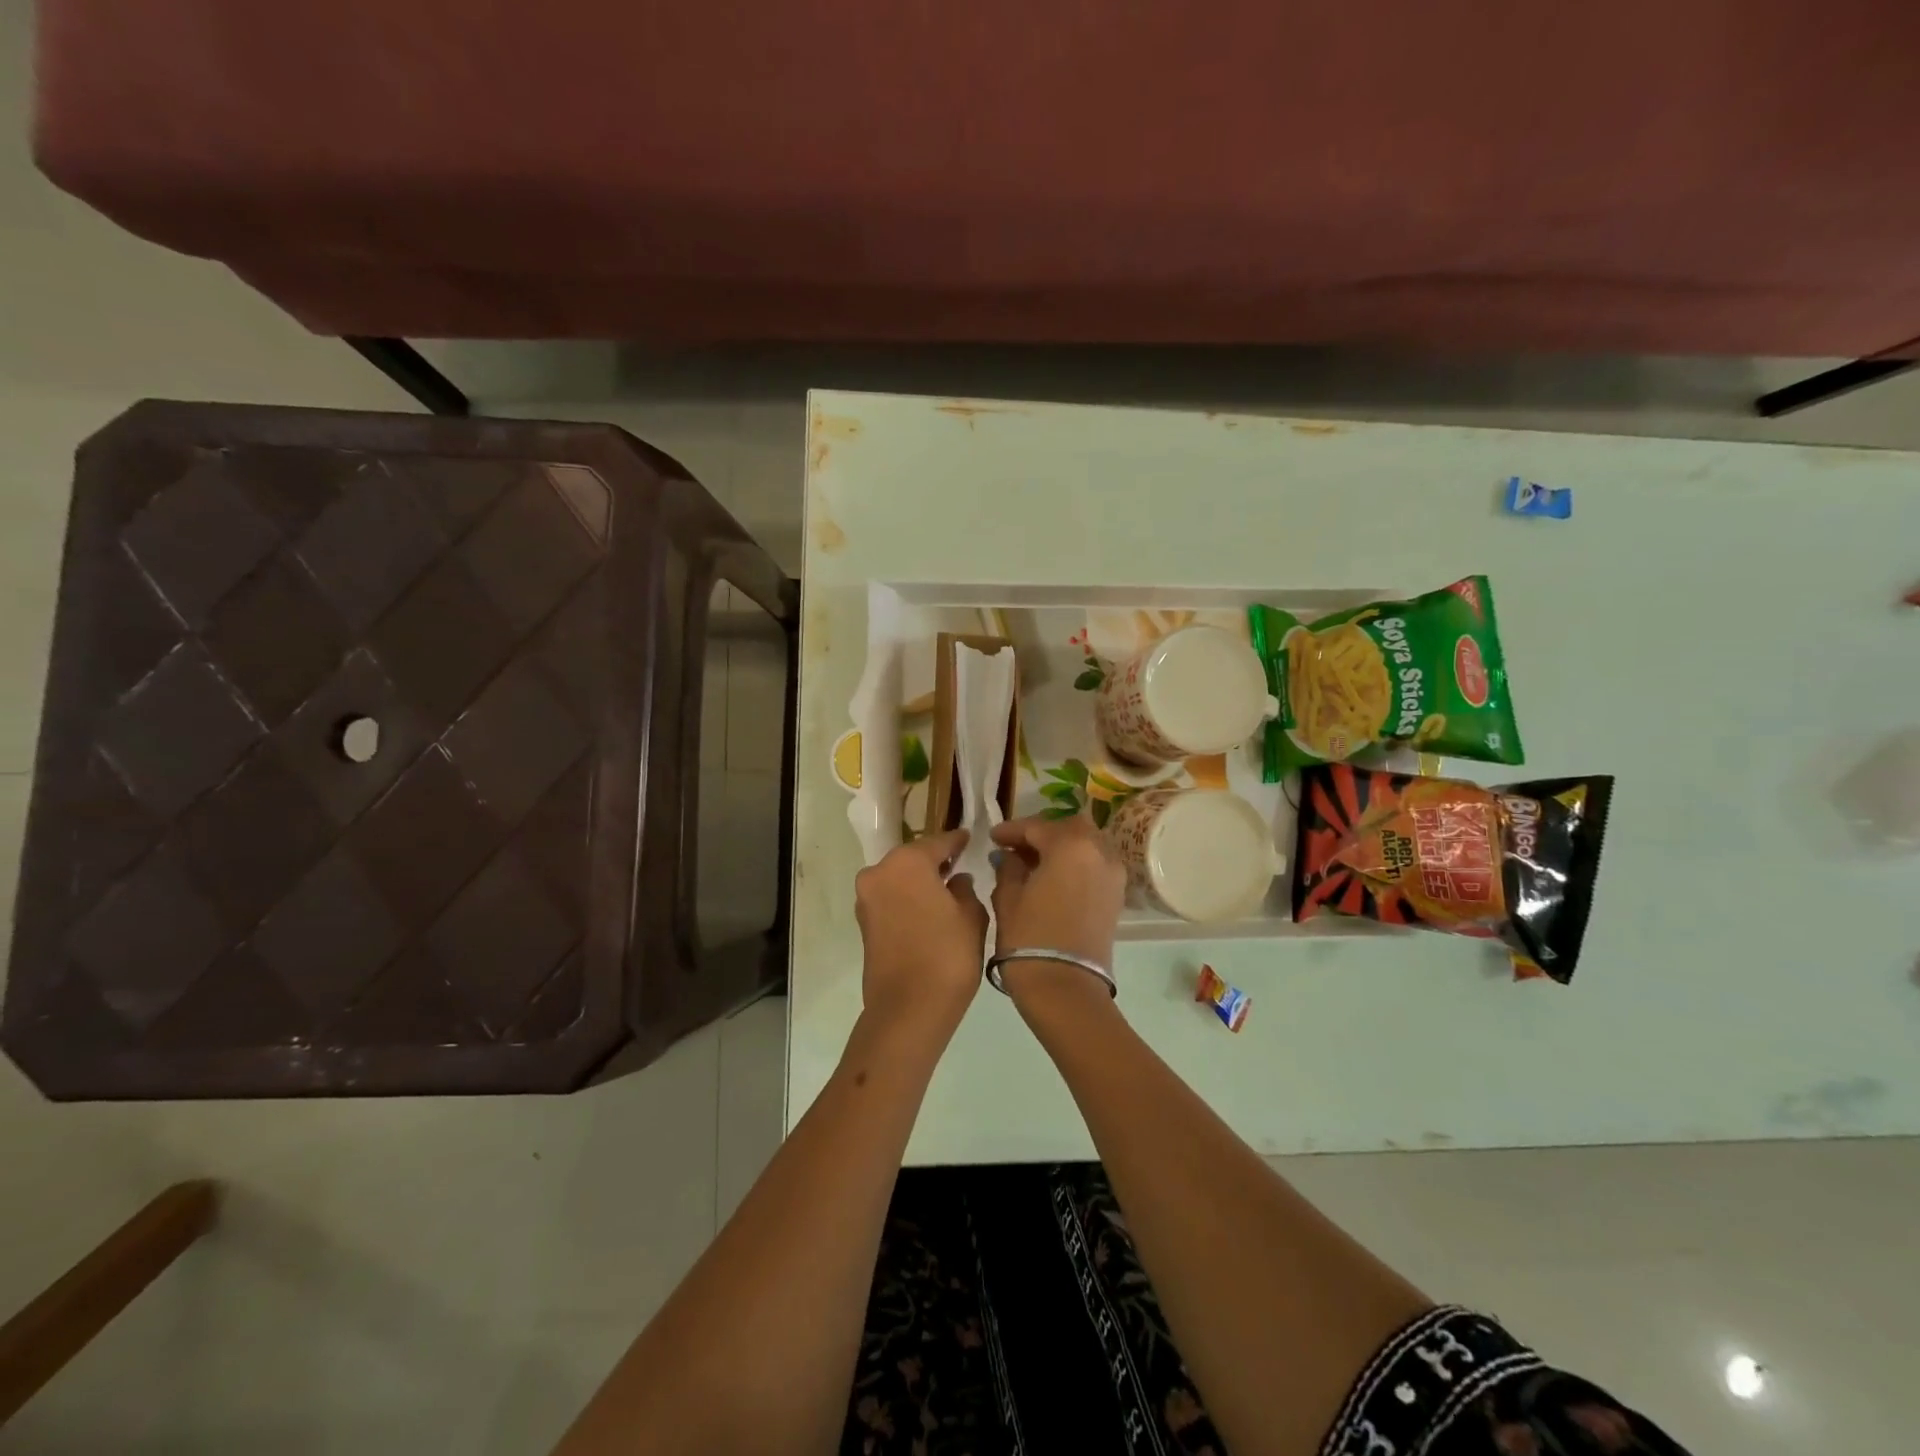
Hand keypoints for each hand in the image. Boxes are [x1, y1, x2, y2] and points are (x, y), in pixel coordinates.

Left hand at [853, 828, 988, 1044]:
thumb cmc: (947, 956)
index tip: (970, 837)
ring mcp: (867, 898)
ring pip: (899, 878)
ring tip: (946, 889)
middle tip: (959, 863)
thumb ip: (965, 889)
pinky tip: (929, 909)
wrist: (908, 1010)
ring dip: (919, 880)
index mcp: (907, 862)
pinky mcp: (863, 923)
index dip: (957, 841)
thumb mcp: (971, 917)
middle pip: (913, 857)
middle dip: (935, 860)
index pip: (938, 842)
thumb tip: (957, 881)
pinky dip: (908, 898)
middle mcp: (880, 872)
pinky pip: (891, 898)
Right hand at [989, 814, 1127, 1002]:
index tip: (992, 837)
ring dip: (1061, 847)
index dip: (1011, 830)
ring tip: (1034, 863)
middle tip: (1017, 847)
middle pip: (1069, 828)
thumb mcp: (1008, 898)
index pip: (1037, 826)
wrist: (1066, 989)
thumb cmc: (1030, 939)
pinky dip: (1075, 863)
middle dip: (1042, 833)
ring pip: (1086, 844)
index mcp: (1070, 845)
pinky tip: (1052, 878)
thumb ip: (1009, 868)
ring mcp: (1113, 874)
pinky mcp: (1117, 896)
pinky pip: (1095, 865)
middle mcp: (1099, 851)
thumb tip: (1010, 856)